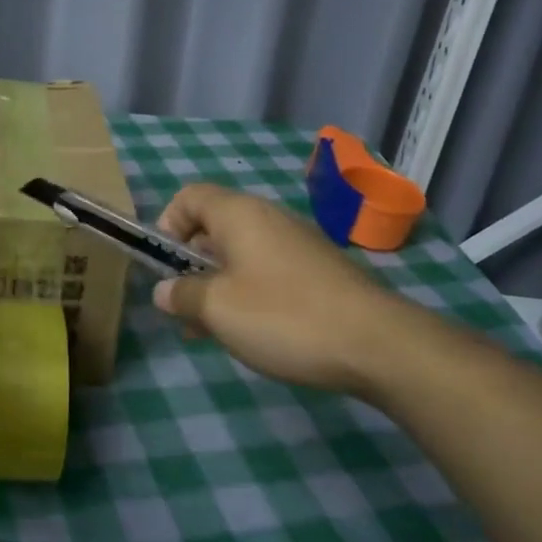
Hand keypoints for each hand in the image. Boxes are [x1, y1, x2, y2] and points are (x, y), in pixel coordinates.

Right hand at [151, 183, 417, 393]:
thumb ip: (182, 295)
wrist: (378, 344)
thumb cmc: (283, 316)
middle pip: (214, 226)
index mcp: (238, 214)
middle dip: (190, 264)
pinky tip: (249, 333)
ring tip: (209, 329)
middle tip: (183, 305)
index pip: (189, 196)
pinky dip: (248, 293)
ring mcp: (297, 244)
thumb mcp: (217, 308)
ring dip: (217, 284)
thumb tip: (164, 291)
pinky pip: (267, 272)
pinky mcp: (318, 272)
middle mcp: (267, 219)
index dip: (167, 224)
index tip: (164, 265)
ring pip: (240, 255)